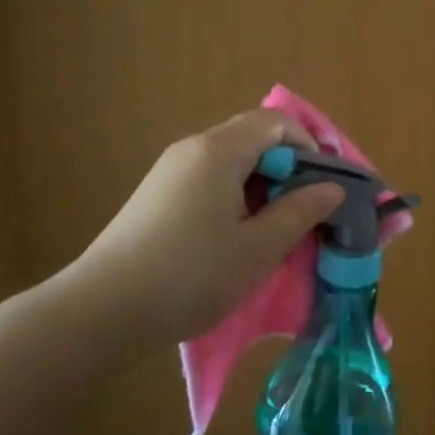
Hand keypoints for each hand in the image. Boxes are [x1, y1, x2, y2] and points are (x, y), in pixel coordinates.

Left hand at [68, 109, 345, 348]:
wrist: (102, 311)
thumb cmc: (190, 275)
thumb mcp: (258, 249)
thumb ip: (300, 213)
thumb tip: (331, 189)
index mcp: (219, 150)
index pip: (276, 122)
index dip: (309, 145)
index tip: (323, 185)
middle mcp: (192, 149)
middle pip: (253, 137)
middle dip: (287, 167)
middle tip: (305, 209)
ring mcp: (170, 171)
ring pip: (231, 160)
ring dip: (261, 185)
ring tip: (275, 228)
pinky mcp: (156, 195)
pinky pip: (209, 179)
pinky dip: (235, 196)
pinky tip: (236, 236)